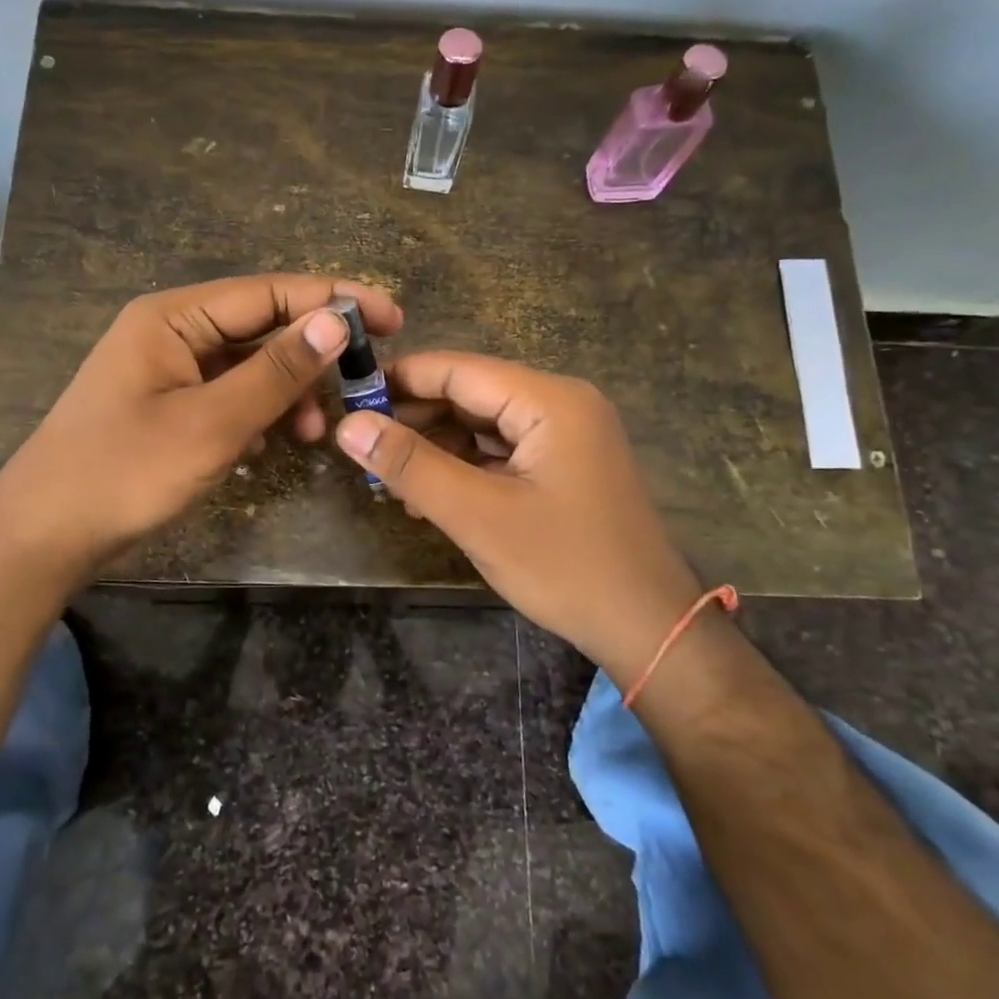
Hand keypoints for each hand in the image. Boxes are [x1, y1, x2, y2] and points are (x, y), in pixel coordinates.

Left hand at [0, 274, 401, 581]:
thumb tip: (335, 320)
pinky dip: (258, 416)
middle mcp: (172, 333)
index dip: (333, 301)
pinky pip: (229, 398)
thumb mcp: (211, 423)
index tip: (391, 318)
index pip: (270, 293)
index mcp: (174, 317)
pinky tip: (272, 445)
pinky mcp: (170, 409)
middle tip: (366, 378)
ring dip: (287, 393)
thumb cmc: (124, 472)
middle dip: (313, 353)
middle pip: (261, 327)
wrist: (45, 537)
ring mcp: (170, 372)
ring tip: (316, 432)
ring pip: (249, 367)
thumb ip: (276, 371)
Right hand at [333, 352, 701, 671]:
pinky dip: (464, 468)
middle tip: (363, 451)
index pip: (457, 370)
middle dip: (415, 420)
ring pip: (482, 425)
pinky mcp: (564, 465)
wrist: (649, 629)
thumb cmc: (566, 566)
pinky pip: (502, 451)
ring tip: (390, 481)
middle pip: (470, 394)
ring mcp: (566, 435)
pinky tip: (428, 497)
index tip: (348, 401)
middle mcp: (560, 404)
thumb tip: (349, 425)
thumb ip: (411, 465)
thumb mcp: (478, 515)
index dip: (399, 381)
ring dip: (436, 448)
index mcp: (549, 400)